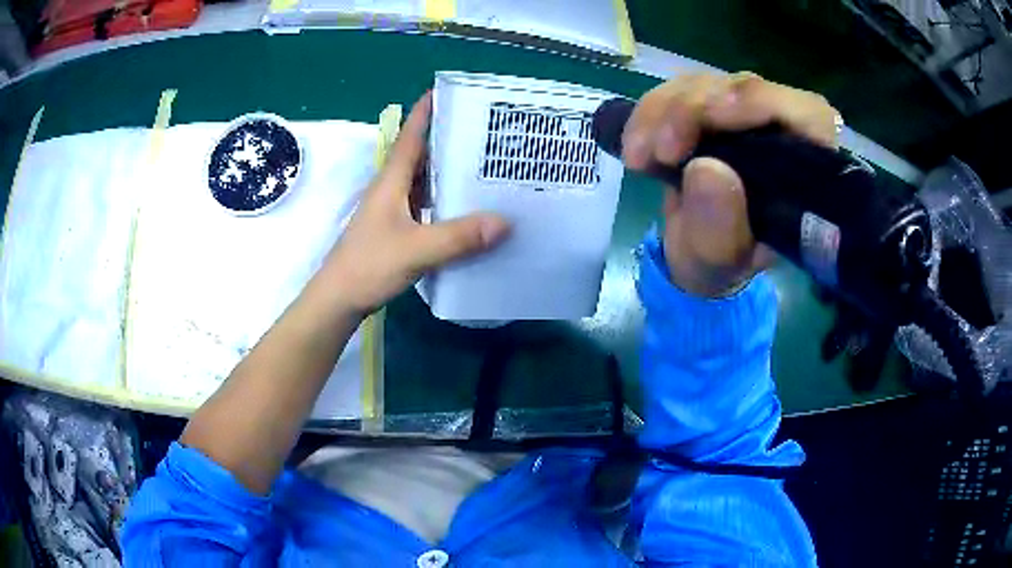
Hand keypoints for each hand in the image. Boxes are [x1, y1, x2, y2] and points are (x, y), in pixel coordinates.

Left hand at [314, 93, 510, 316]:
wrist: (339, 298)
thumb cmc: (368, 265)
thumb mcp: (415, 250)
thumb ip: (458, 237)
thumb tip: (505, 222)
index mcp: (392, 181)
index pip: (411, 136)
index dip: (426, 111)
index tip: (448, 92)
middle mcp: (392, 189)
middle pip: (422, 154)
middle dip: (449, 139)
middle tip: (486, 131)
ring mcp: (394, 210)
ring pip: (425, 181)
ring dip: (449, 171)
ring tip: (485, 165)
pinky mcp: (398, 229)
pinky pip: (427, 205)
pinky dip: (446, 201)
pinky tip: (468, 209)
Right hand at [622, 73, 839, 297]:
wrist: (695, 251)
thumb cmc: (720, 262)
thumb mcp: (719, 262)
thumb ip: (721, 229)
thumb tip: (707, 169)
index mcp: (805, 170)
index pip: (807, 114)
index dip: (764, 103)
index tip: (714, 118)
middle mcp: (779, 131)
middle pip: (745, 88)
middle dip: (694, 111)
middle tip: (660, 152)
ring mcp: (742, 113)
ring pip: (705, 83)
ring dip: (663, 112)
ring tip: (639, 157)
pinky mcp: (709, 105)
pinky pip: (677, 90)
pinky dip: (650, 113)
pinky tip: (636, 146)